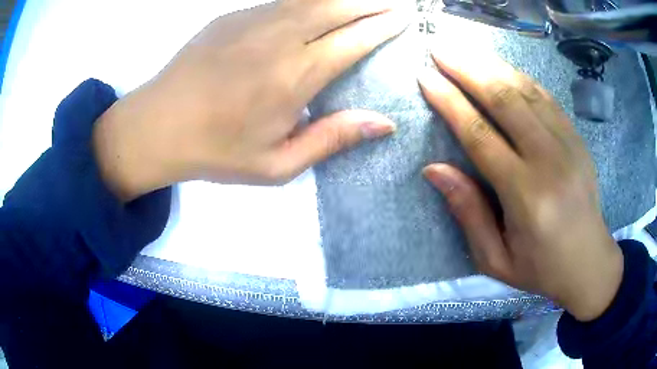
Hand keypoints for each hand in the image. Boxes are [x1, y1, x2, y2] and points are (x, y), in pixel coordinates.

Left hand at [93, 0, 410, 200]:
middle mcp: (279, 39)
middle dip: (372, 1)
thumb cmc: (216, 151)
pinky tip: (319, 5)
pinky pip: (282, 1)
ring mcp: (252, 21)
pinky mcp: (232, 16)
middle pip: (337, 6)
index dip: (383, 26)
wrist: (157, 125)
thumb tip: (384, 123)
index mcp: (294, 77)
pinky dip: (309, 0)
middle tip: (396, 1)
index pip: (353, 40)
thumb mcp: (277, 165)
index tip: (404, 17)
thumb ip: (332, 139)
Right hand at [418, 51, 623, 321]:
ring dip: (492, 65)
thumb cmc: (540, 269)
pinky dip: (520, 77)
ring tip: (464, 49)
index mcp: (527, 196)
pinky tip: (501, 67)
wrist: (589, 263)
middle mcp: (550, 161)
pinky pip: (546, 98)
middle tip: (439, 49)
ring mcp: (569, 145)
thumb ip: (467, 213)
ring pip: (526, 90)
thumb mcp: (495, 259)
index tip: (426, 78)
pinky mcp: (578, 140)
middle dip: (468, 69)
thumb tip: (434, 169)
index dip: (450, 102)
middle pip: (504, 100)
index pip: (480, 135)